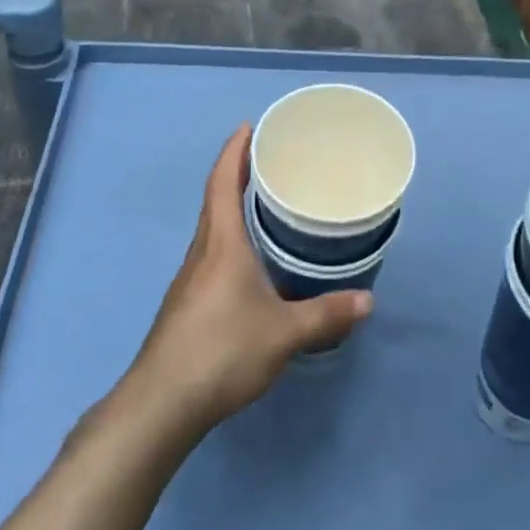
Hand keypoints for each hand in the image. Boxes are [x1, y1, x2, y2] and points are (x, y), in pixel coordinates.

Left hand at [126, 125, 372, 441]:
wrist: (161, 404)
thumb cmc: (222, 351)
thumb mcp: (283, 333)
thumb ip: (325, 314)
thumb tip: (368, 301)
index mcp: (221, 243)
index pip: (223, 182)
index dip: (234, 150)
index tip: (248, 126)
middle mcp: (202, 251)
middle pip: (215, 199)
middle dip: (236, 172)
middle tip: (266, 157)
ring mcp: (189, 278)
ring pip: (211, 227)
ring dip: (230, 205)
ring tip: (262, 201)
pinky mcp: (186, 303)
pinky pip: (210, 252)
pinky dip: (228, 236)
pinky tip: (248, 259)